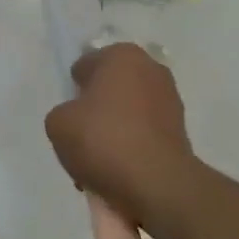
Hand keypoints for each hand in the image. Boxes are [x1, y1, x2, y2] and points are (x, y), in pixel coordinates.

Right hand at [44, 44, 195, 219]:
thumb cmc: (103, 140)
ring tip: (98, 161)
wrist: (157, 183)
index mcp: (122, 55)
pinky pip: (144, 134)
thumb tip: (76, 119)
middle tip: (82, 137)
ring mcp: (170, 100)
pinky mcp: (181, 130)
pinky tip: (118, 170)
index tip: (70, 115)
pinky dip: (132, 146)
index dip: (74, 89)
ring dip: (114, 129)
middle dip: (97, 109)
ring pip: (128, 112)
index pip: (86, 65)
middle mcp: (151, 69)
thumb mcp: (58, 124)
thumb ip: (63, 113)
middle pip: (110, 88)